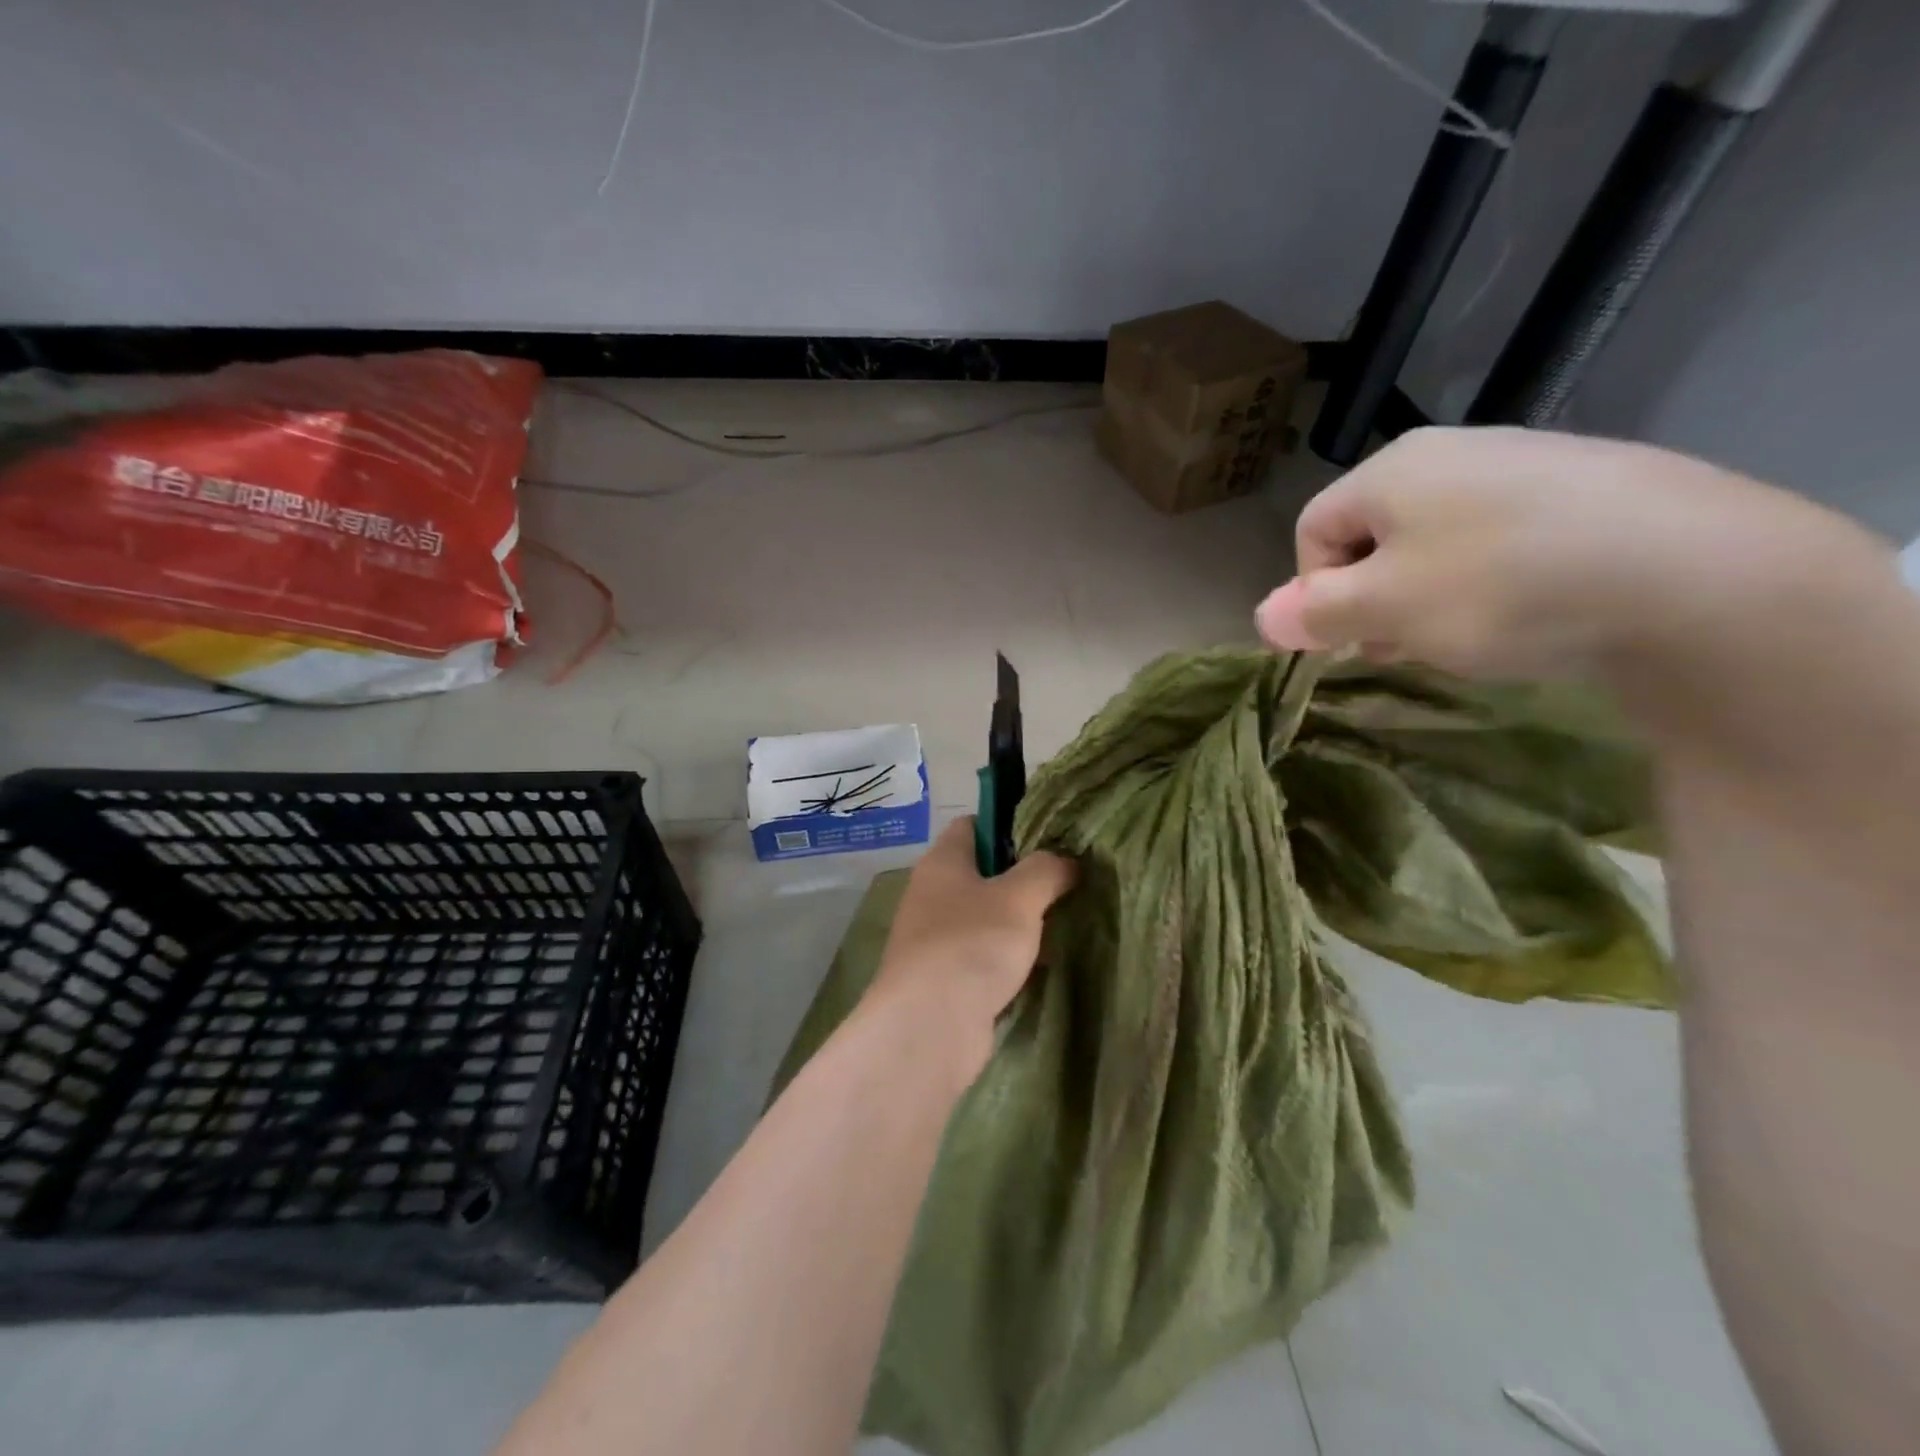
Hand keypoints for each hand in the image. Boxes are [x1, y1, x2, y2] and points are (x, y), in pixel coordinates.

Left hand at [868, 818, 1075, 1055]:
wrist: (929, 1027)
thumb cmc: (972, 945)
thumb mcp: (1020, 896)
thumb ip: (1047, 870)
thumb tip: (1067, 862)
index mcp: (942, 862)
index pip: (973, 825)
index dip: (1008, 825)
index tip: (1048, 837)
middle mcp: (932, 894)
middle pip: (983, 873)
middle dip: (1024, 878)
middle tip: (1068, 882)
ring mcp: (936, 938)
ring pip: (986, 917)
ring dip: (1020, 922)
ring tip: (1065, 922)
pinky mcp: (946, 978)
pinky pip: (984, 956)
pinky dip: (1010, 958)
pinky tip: (1043, 965)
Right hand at [1255, 426, 1879, 679]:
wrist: (1698, 575)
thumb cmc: (1501, 588)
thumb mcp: (1386, 610)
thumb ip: (1314, 614)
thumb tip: (1261, 617)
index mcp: (1392, 470)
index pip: (1312, 530)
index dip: (1314, 590)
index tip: (1349, 638)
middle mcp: (1452, 451)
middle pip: (1375, 534)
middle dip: (1373, 596)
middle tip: (1404, 644)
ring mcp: (1526, 462)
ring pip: (1438, 539)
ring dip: (1428, 594)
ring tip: (1469, 635)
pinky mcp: (1589, 487)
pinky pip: (1504, 536)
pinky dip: (1493, 580)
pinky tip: (1530, 612)